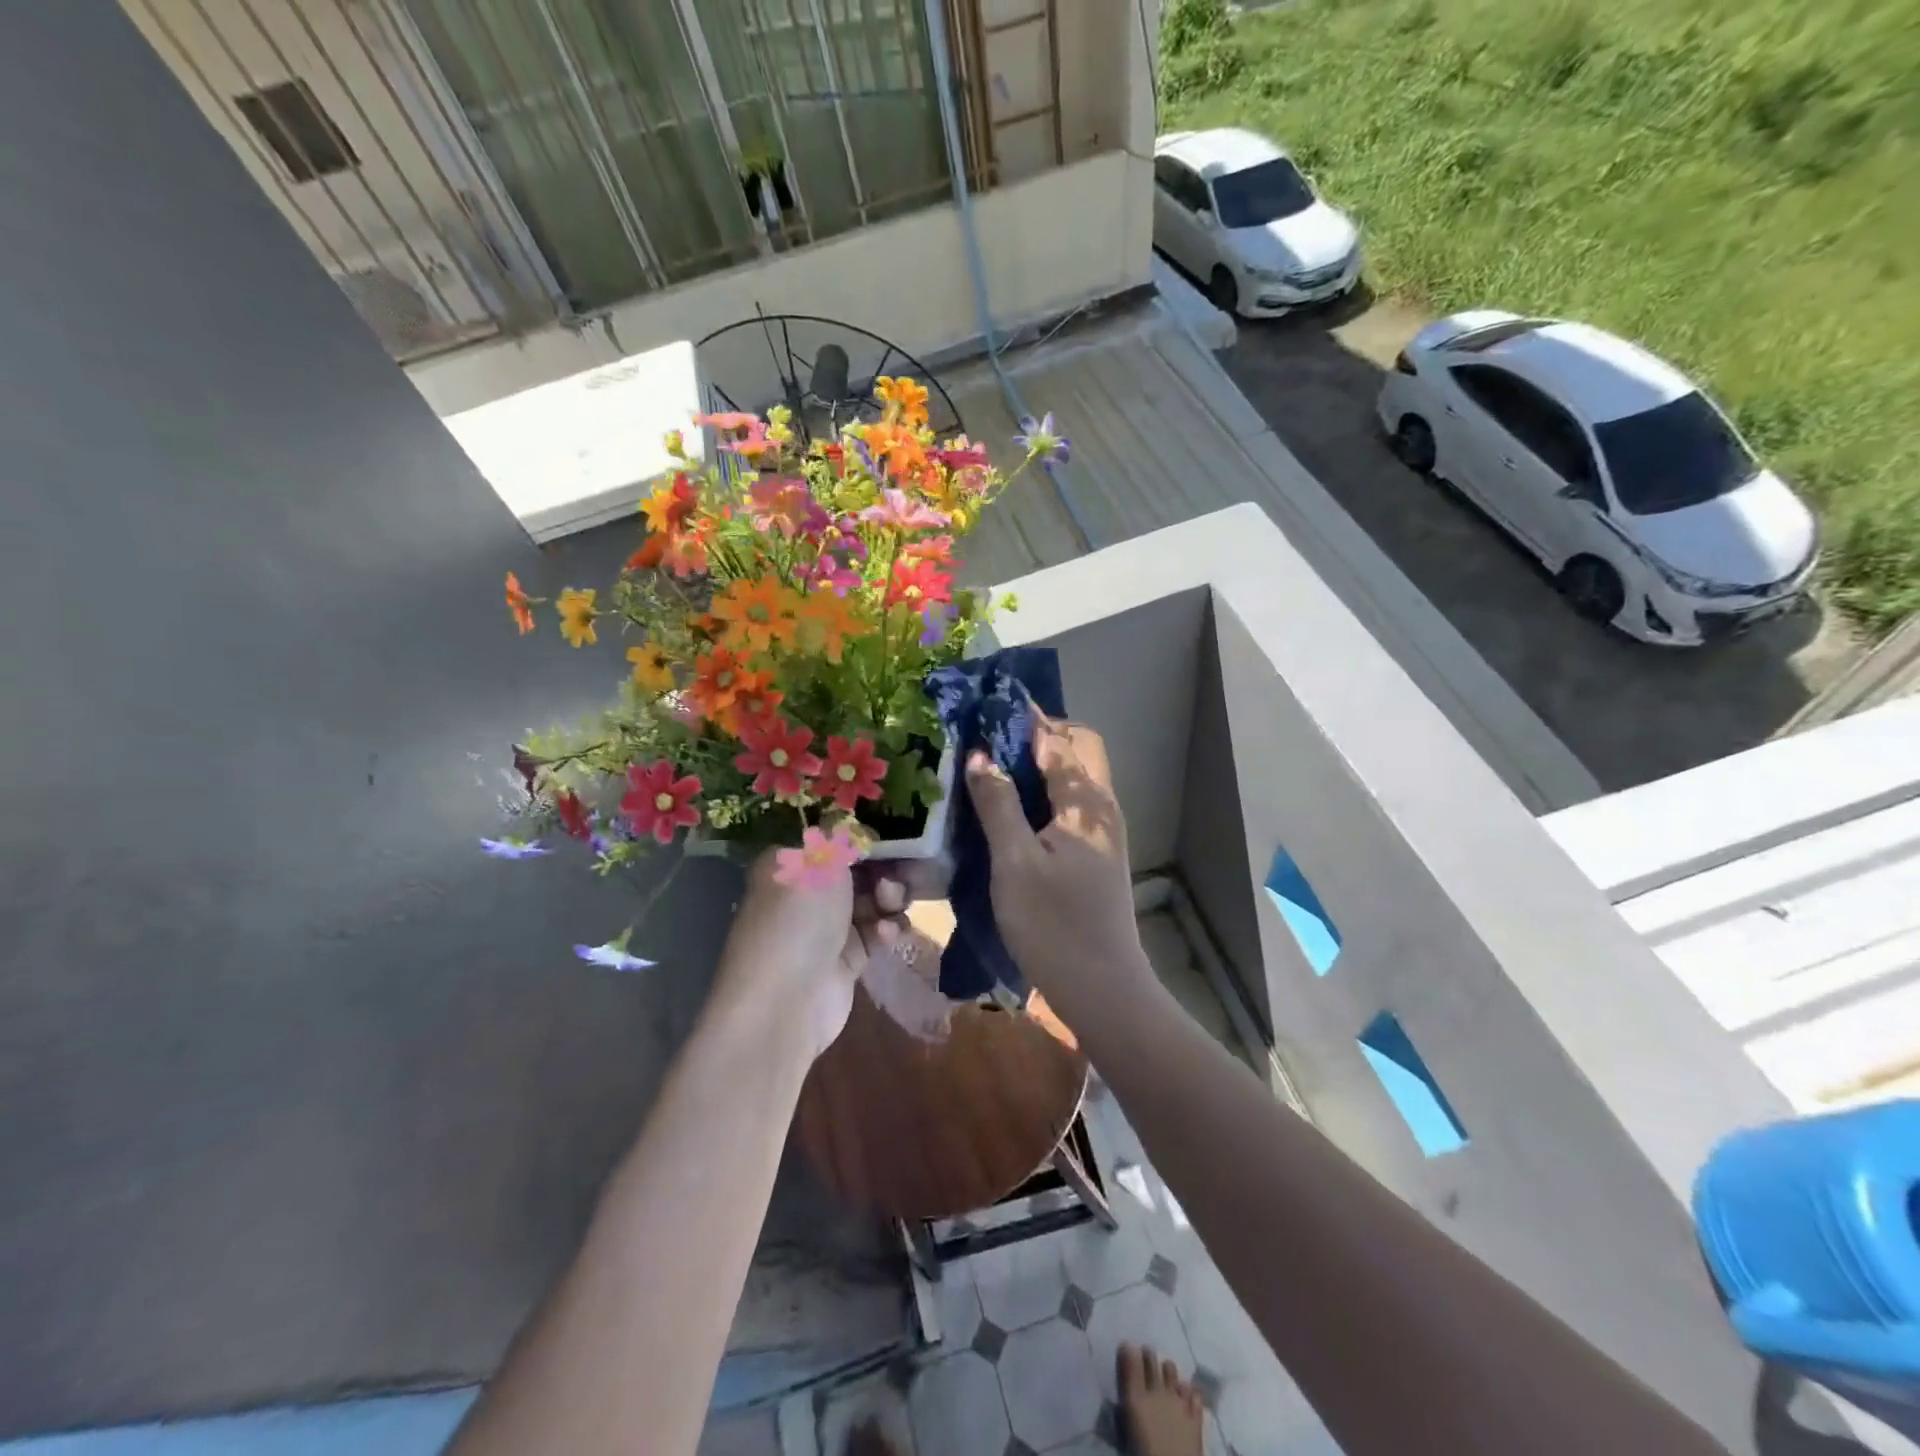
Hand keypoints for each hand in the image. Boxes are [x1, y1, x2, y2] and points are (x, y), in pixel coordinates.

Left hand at [710, 854, 908, 1060]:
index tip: (894, 836)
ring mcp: (826, 928)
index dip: (863, 838)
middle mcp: (805, 893)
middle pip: (857, 871)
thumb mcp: (818, 862)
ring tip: (890, 905)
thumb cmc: (797, 918)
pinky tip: (887, 934)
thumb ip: (842, 838)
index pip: (831, 841)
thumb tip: (853, 824)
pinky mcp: (846, 959)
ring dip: (888, 899)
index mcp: (789, 863)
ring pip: (871, 901)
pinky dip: (886, 929)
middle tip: (896, 876)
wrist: (784, 1002)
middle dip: (883, 870)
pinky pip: (875, 933)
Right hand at [964, 715, 1147, 1010]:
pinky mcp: (1096, 856)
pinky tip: (1011, 811)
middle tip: (990, 742)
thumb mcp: (1015, 863)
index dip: (1025, 718)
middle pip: (1078, 750)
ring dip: (1039, 765)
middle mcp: (1102, 808)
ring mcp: (1103, 833)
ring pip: (1075, 778)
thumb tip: (979, 755)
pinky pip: (1070, 806)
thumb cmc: (1054, 925)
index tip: (987, 705)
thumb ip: (998, 805)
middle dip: (1039, 736)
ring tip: (992, 770)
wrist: (1102, 989)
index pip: (1058, 739)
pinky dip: (1044, 794)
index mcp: (1086, 802)